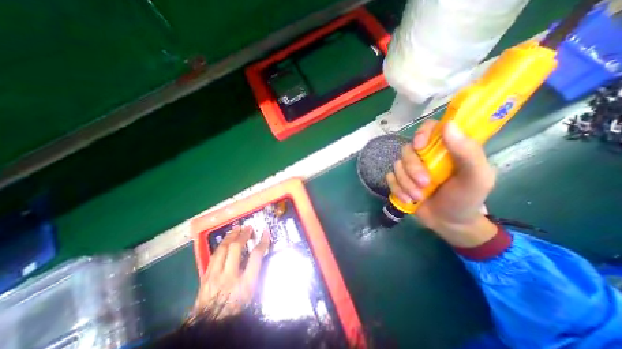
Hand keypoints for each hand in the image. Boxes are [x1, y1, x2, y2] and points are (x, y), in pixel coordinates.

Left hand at [194, 225, 269, 319]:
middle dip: (244, 235)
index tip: (265, 232)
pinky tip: (224, 241)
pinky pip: (213, 256)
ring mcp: (214, 276)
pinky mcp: (205, 277)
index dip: (262, 242)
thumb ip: (255, 273)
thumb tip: (258, 255)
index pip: (256, 256)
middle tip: (248, 227)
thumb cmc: (235, 310)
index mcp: (245, 283)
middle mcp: (229, 276)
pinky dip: (221, 245)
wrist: (209, 327)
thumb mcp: (251, 294)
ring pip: (222, 249)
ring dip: (230, 236)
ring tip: (236, 228)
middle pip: (236, 248)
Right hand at [388, 120, 496, 248]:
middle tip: (425, 184)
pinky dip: (397, 189)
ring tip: (418, 197)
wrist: (449, 223)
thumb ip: (468, 152)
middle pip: (407, 149)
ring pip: (397, 165)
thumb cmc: (466, 199)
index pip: (429, 128)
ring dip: (406, 183)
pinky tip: (408, 199)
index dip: (421, 133)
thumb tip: (449, 125)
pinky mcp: (399, 180)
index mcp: (445, 149)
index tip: (419, 146)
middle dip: (413, 169)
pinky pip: (389, 178)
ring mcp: (410, 168)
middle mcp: (425, 155)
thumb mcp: (476, 177)